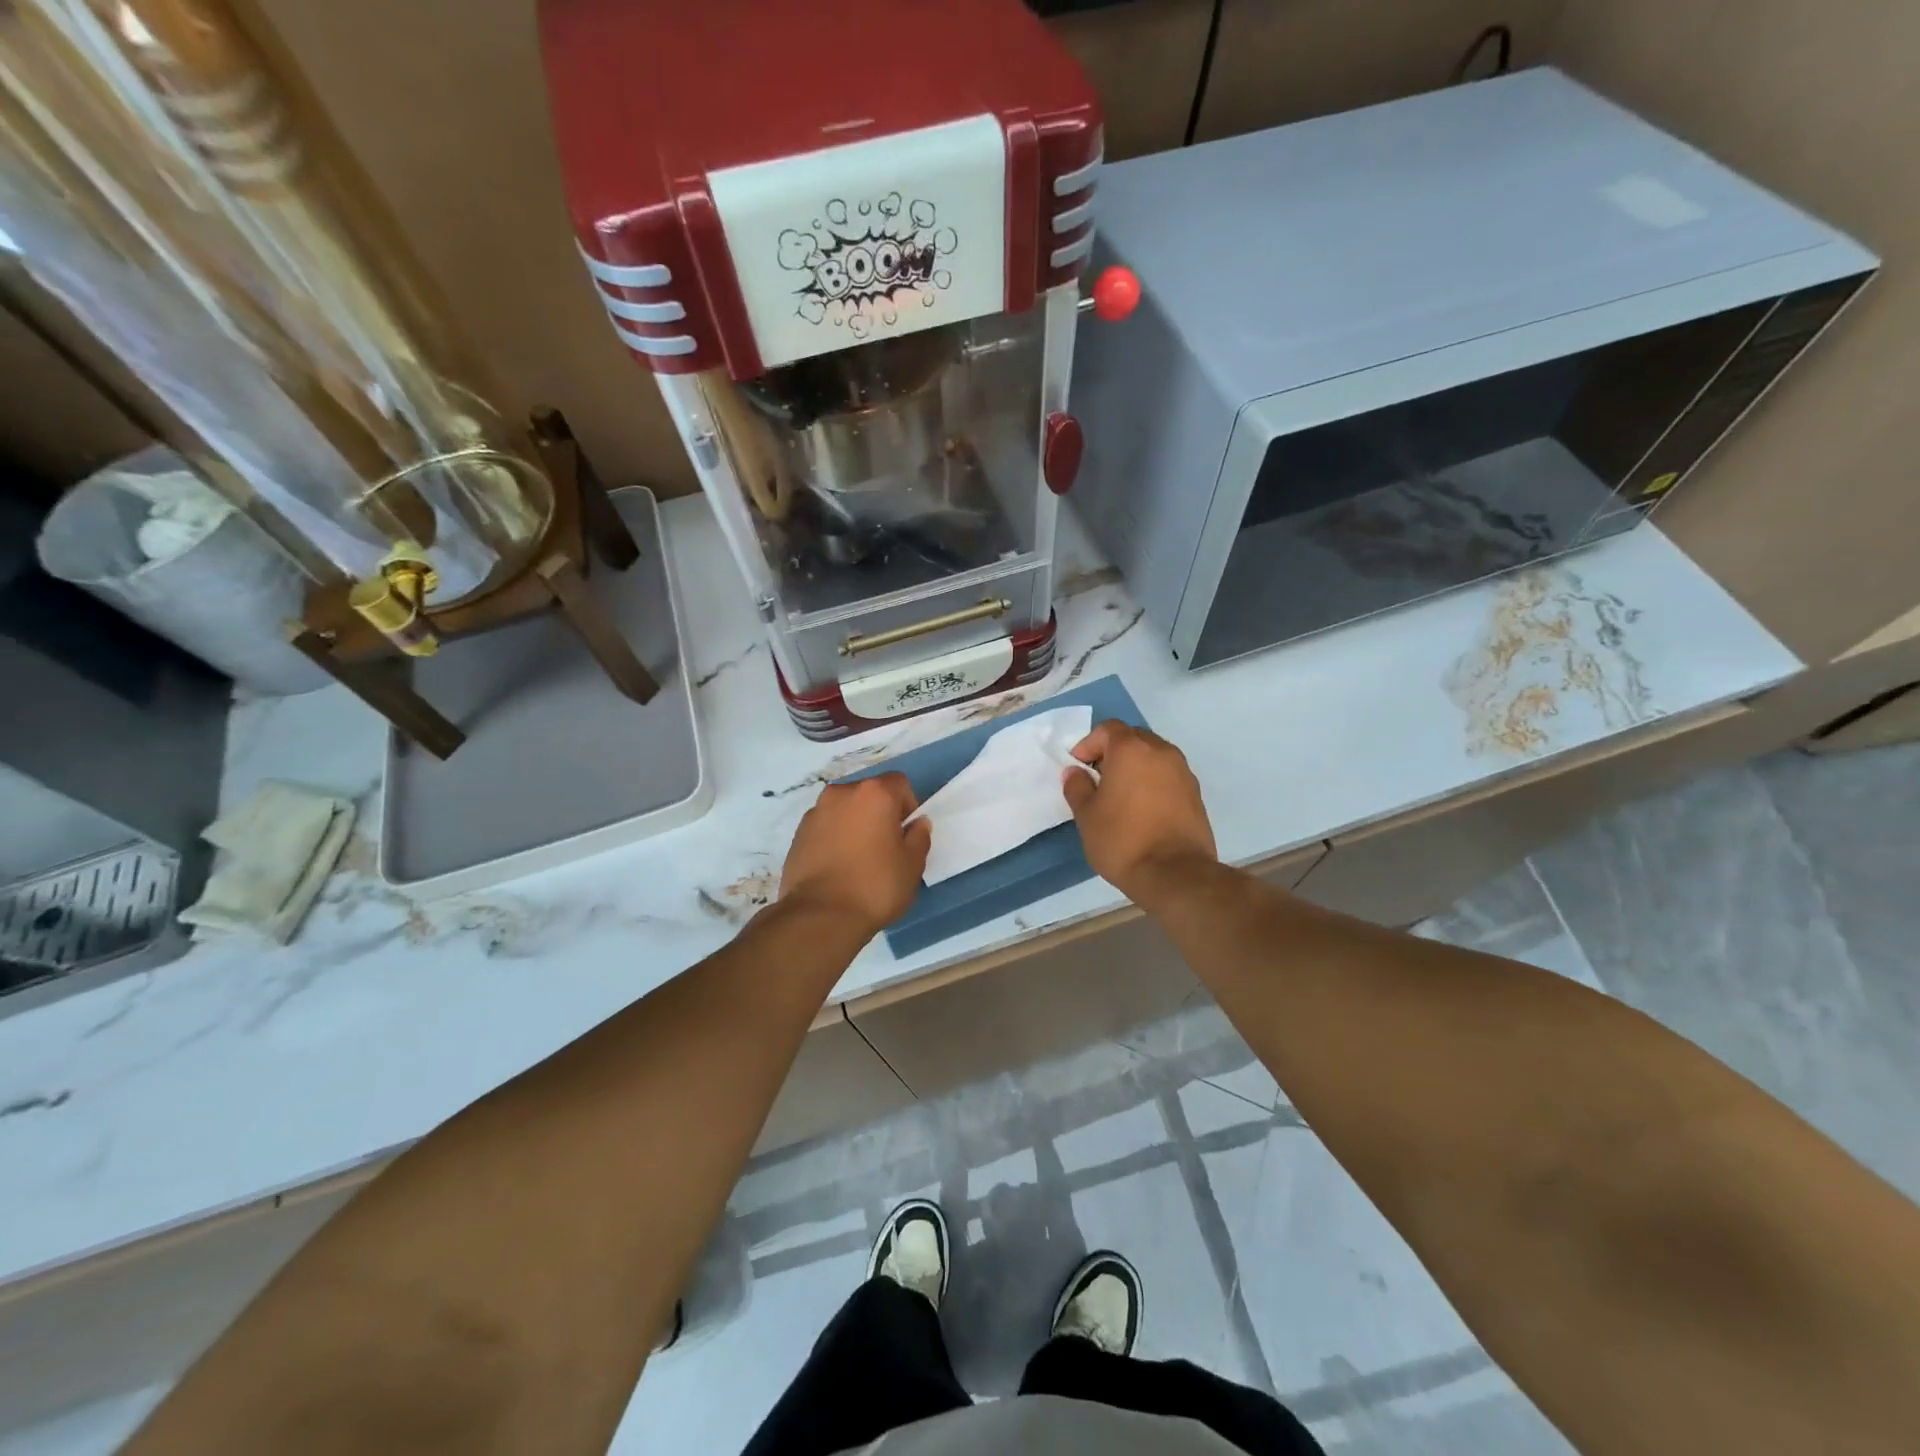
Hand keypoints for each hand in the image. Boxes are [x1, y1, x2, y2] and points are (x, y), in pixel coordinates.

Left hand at [779, 773, 930, 932]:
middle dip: (879, 813)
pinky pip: (825, 827)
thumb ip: (919, 837)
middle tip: (884, 847)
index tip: (905, 835)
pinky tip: (837, 868)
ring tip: (857, 860)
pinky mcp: (798, 834)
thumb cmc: (875, 886)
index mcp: (874, 793)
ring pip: (844, 810)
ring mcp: (815, 812)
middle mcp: (841, 793)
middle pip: (869, 794)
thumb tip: (917, 824)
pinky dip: (833, 838)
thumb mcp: (912, 865)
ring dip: (854, 825)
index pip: (899, 783)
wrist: (820, 915)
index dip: (908, 806)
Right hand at [1063, 721, 1217, 897]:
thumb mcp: (1086, 815)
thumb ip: (1077, 787)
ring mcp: (1183, 771)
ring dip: (1136, 768)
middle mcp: (1161, 751)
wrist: (1174, 873)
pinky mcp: (1196, 793)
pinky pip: (1168, 776)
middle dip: (1113, 753)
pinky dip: (1153, 783)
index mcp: (1131, 749)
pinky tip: (1143, 810)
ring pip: (1153, 757)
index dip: (1088, 745)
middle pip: (1133, 739)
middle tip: (1099, 781)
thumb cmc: (1122, 839)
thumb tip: (1076, 772)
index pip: (1107, 729)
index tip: (1079, 769)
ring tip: (1121, 797)